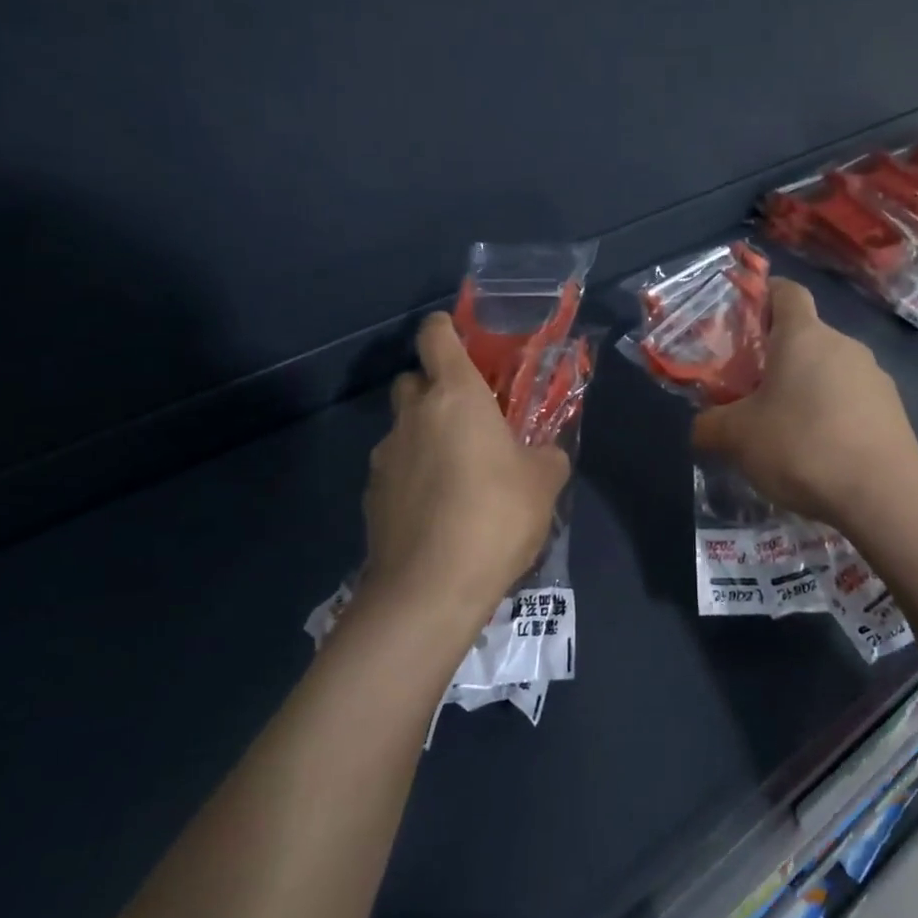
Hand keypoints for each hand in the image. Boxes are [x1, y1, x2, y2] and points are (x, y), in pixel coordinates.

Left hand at [360, 313, 570, 625]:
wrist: (430, 588)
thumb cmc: (496, 516)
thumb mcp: (544, 482)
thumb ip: (546, 455)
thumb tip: (543, 453)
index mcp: (455, 396)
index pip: (436, 336)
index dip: (446, 330)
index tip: (461, 339)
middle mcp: (413, 415)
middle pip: (413, 380)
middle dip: (435, 389)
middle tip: (468, 418)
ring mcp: (386, 456)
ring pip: (403, 429)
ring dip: (425, 437)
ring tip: (456, 475)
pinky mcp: (371, 495)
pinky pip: (395, 470)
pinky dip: (413, 476)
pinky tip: (437, 511)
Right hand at [692, 278, 917, 527]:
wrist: (884, 496)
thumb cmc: (801, 447)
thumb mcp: (736, 438)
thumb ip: (709, 425)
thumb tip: (702, 426)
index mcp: (803, 336)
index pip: (786, 290)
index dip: (763, 296)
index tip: (743, 321)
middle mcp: (843, 345)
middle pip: (805, 336)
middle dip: (777, 357)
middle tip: (750, 392)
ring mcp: (875, 376)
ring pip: (829, 370)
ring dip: (806, 389)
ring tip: (785, 430)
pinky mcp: (894, 410)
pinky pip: (852, 400)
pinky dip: (832, 414)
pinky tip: (820, 452)